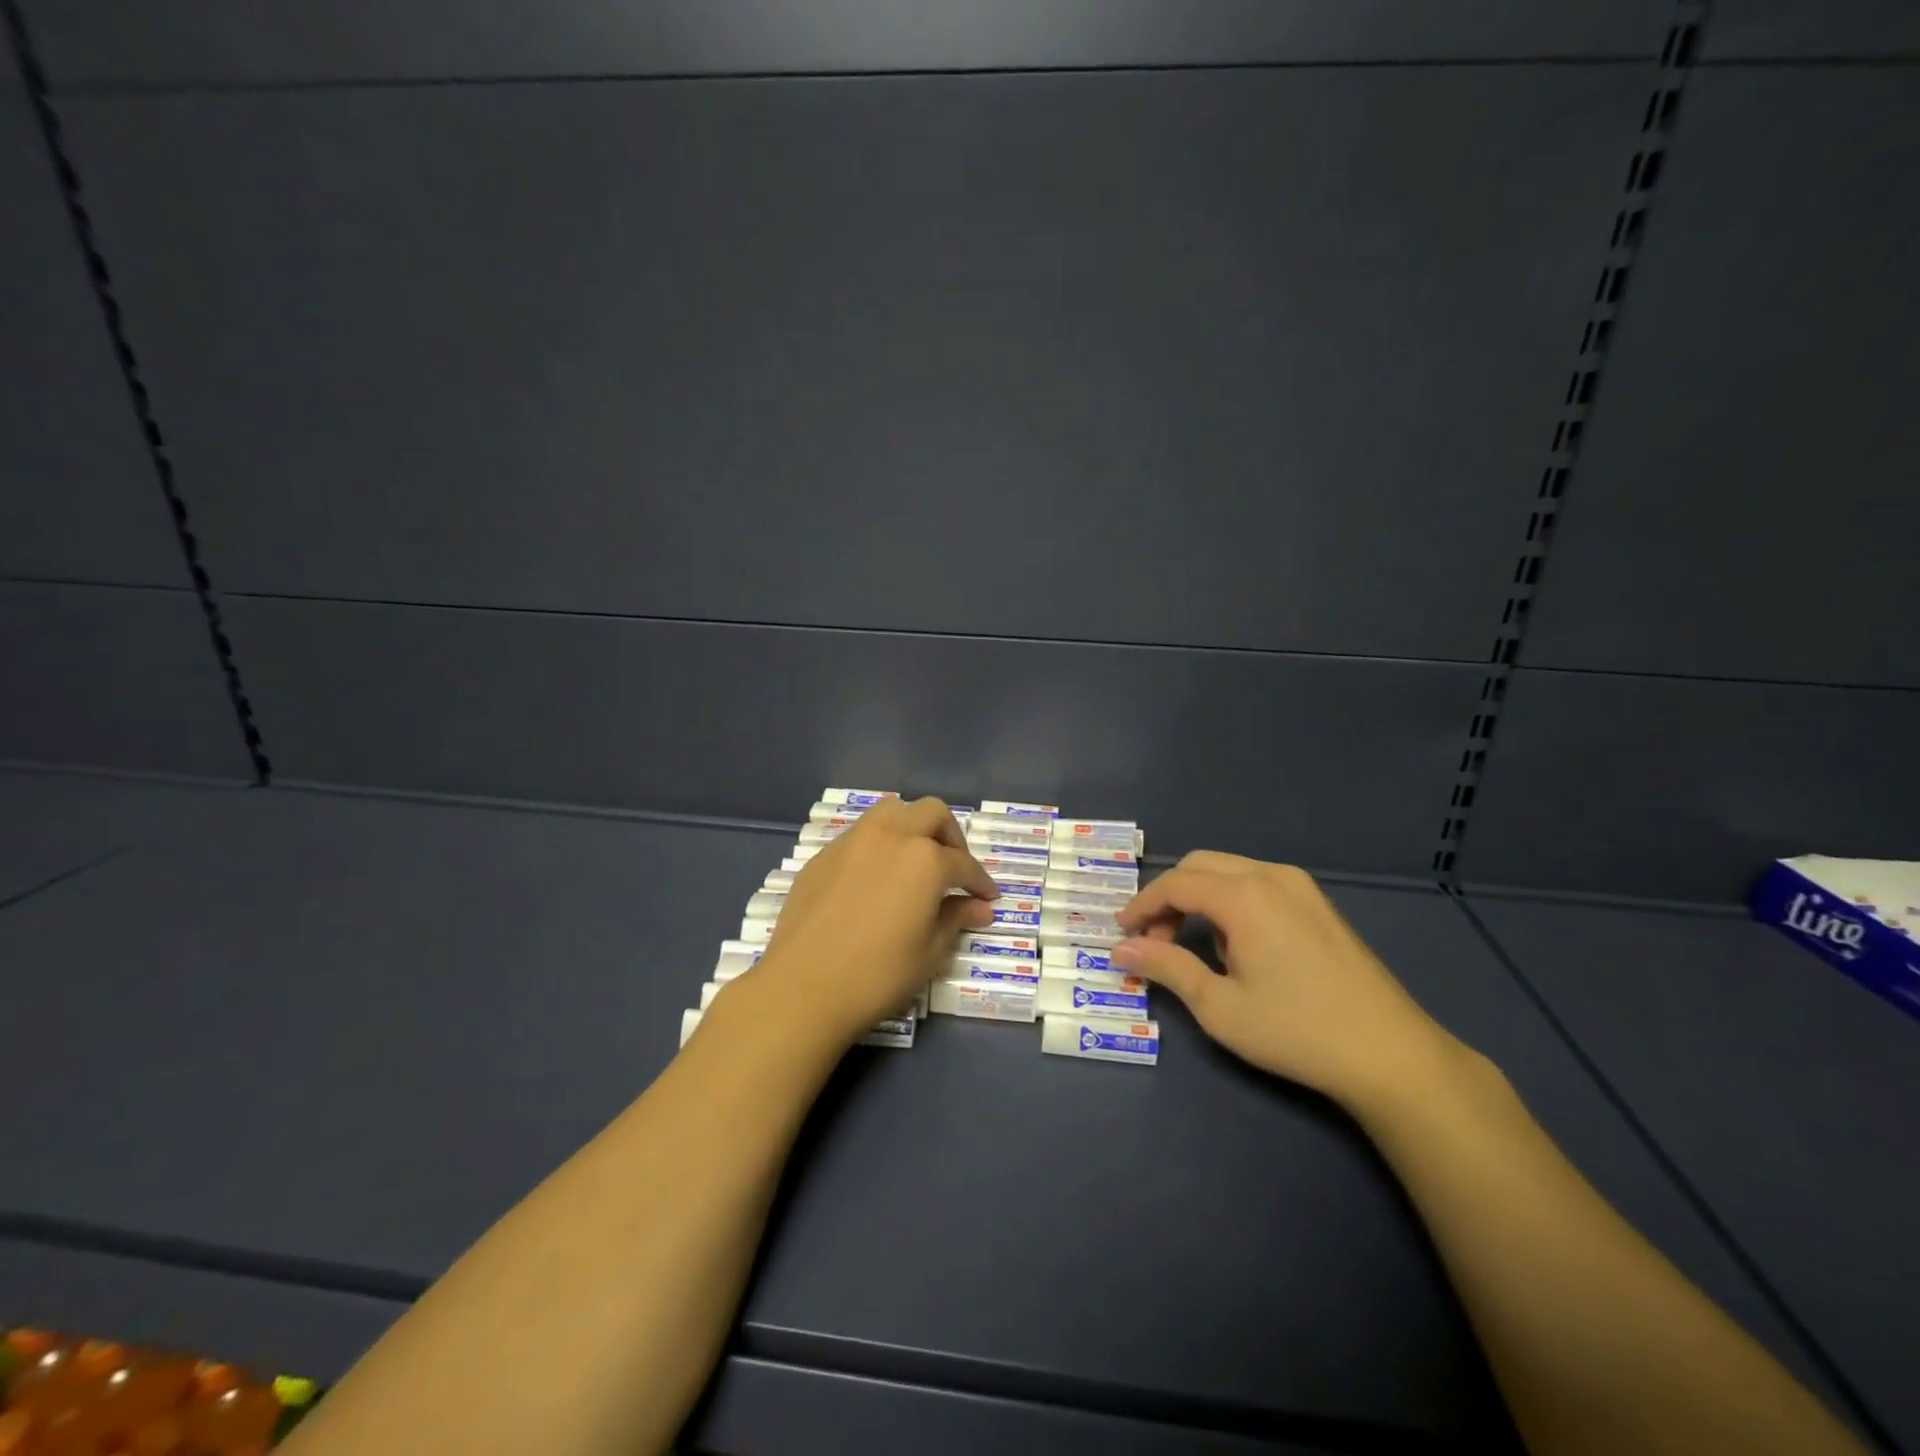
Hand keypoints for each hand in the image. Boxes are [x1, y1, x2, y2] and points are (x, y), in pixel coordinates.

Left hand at [758, 797, 996, 1041]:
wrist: (803, 987)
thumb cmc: (878, 975)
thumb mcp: (929, 952)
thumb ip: (956, 919)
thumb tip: (979, 907)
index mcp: (925, 859)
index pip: (964, 864)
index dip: (980, 882)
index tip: (987, 897)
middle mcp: (891, 836)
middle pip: (932, 813)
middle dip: (951, 837)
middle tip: (954, 870)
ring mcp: (853, 841)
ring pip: (892, 811)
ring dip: (912, 828)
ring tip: (915, 862)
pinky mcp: (824, 855)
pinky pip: (860, 835)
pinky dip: (879, 845)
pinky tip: (876, 879)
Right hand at [1112, 852, 1462, 1107]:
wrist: (1391, 1054)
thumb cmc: (1296, 1030)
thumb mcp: (1219, 1006)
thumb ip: (1167, 967)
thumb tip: (1121, 948)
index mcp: (1244, 895)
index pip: (1175, 883)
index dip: (1142, 905)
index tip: (1121, 932)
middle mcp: (1271, 876)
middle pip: (1200, 866)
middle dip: (1168, 897)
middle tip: (1152, 939)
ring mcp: (1301, 887)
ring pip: (1229, 871)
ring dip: (1199, 897)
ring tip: (1193, 947)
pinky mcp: (1319, 904)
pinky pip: (1257, 884)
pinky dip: (1229, 901)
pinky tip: (1236, 946)